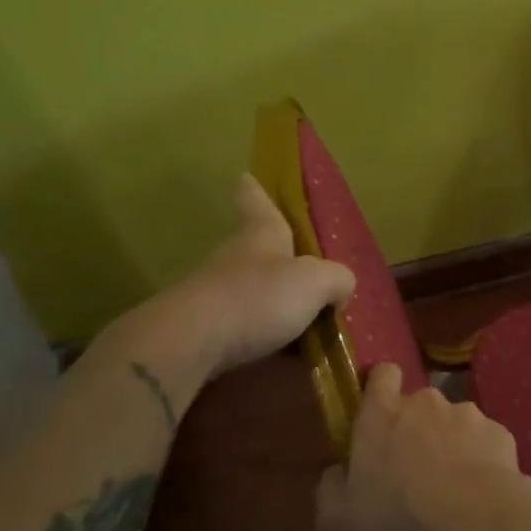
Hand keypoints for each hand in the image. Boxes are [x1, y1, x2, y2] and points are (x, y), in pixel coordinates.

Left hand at [104, 174, 355, 377]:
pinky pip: (245, 326)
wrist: (191, 343)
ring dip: (274, 300)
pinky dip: (265, 335)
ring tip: (306, 321)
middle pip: (257, 247)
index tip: (247, 177)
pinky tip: (285, 353)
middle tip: (307, 270)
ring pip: (252, 289)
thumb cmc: (257, 297)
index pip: (255, 201)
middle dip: (279, 256)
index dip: (255, 190)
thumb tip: (340, 290)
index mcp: (261, 234)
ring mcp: (217, 293)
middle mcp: (236, 257)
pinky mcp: (207, 329)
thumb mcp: (316, 282)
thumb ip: (338, 279)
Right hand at [316, 364, 530, 530]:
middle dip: (416, 429)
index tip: (378, 412)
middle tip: (413, 470)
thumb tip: (336, 474)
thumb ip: (330, 490)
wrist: (476, 519)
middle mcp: (426, 402)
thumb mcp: (339, 522)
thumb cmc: (398, 517)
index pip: (381, 374)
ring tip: (452, 487)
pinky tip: (480, 492)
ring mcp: (468, 414)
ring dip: (450, 445)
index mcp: (382, 413)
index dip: (380, 387)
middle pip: (418, 404)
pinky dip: (481, 461)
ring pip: (454, 423)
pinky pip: (484, 443)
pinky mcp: (500, 433)